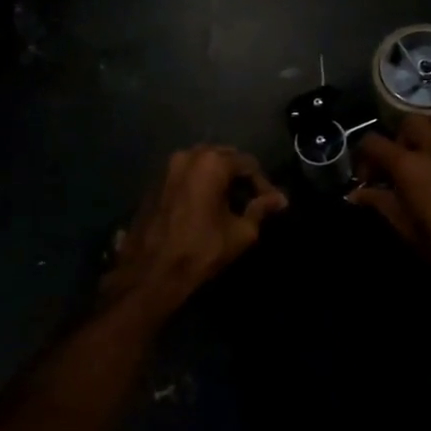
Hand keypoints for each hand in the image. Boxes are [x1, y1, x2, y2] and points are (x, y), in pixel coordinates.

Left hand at [103, 145, 287, 315]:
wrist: (150, 273)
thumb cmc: (201, 251)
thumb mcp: (241, 232)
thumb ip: (261, 209)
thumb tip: (280, 199)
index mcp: (212, 163)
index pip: (249, 164)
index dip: (263, 185)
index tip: (271, 205)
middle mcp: (188, 156)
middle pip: (224, 158)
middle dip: (240, 178)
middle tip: (252, 202)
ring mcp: (167, 168)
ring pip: (203, 165)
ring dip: (219, 179)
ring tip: (230, 204)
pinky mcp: (154, 183)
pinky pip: (185, 175)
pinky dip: (199, 184)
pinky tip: (206, 207)